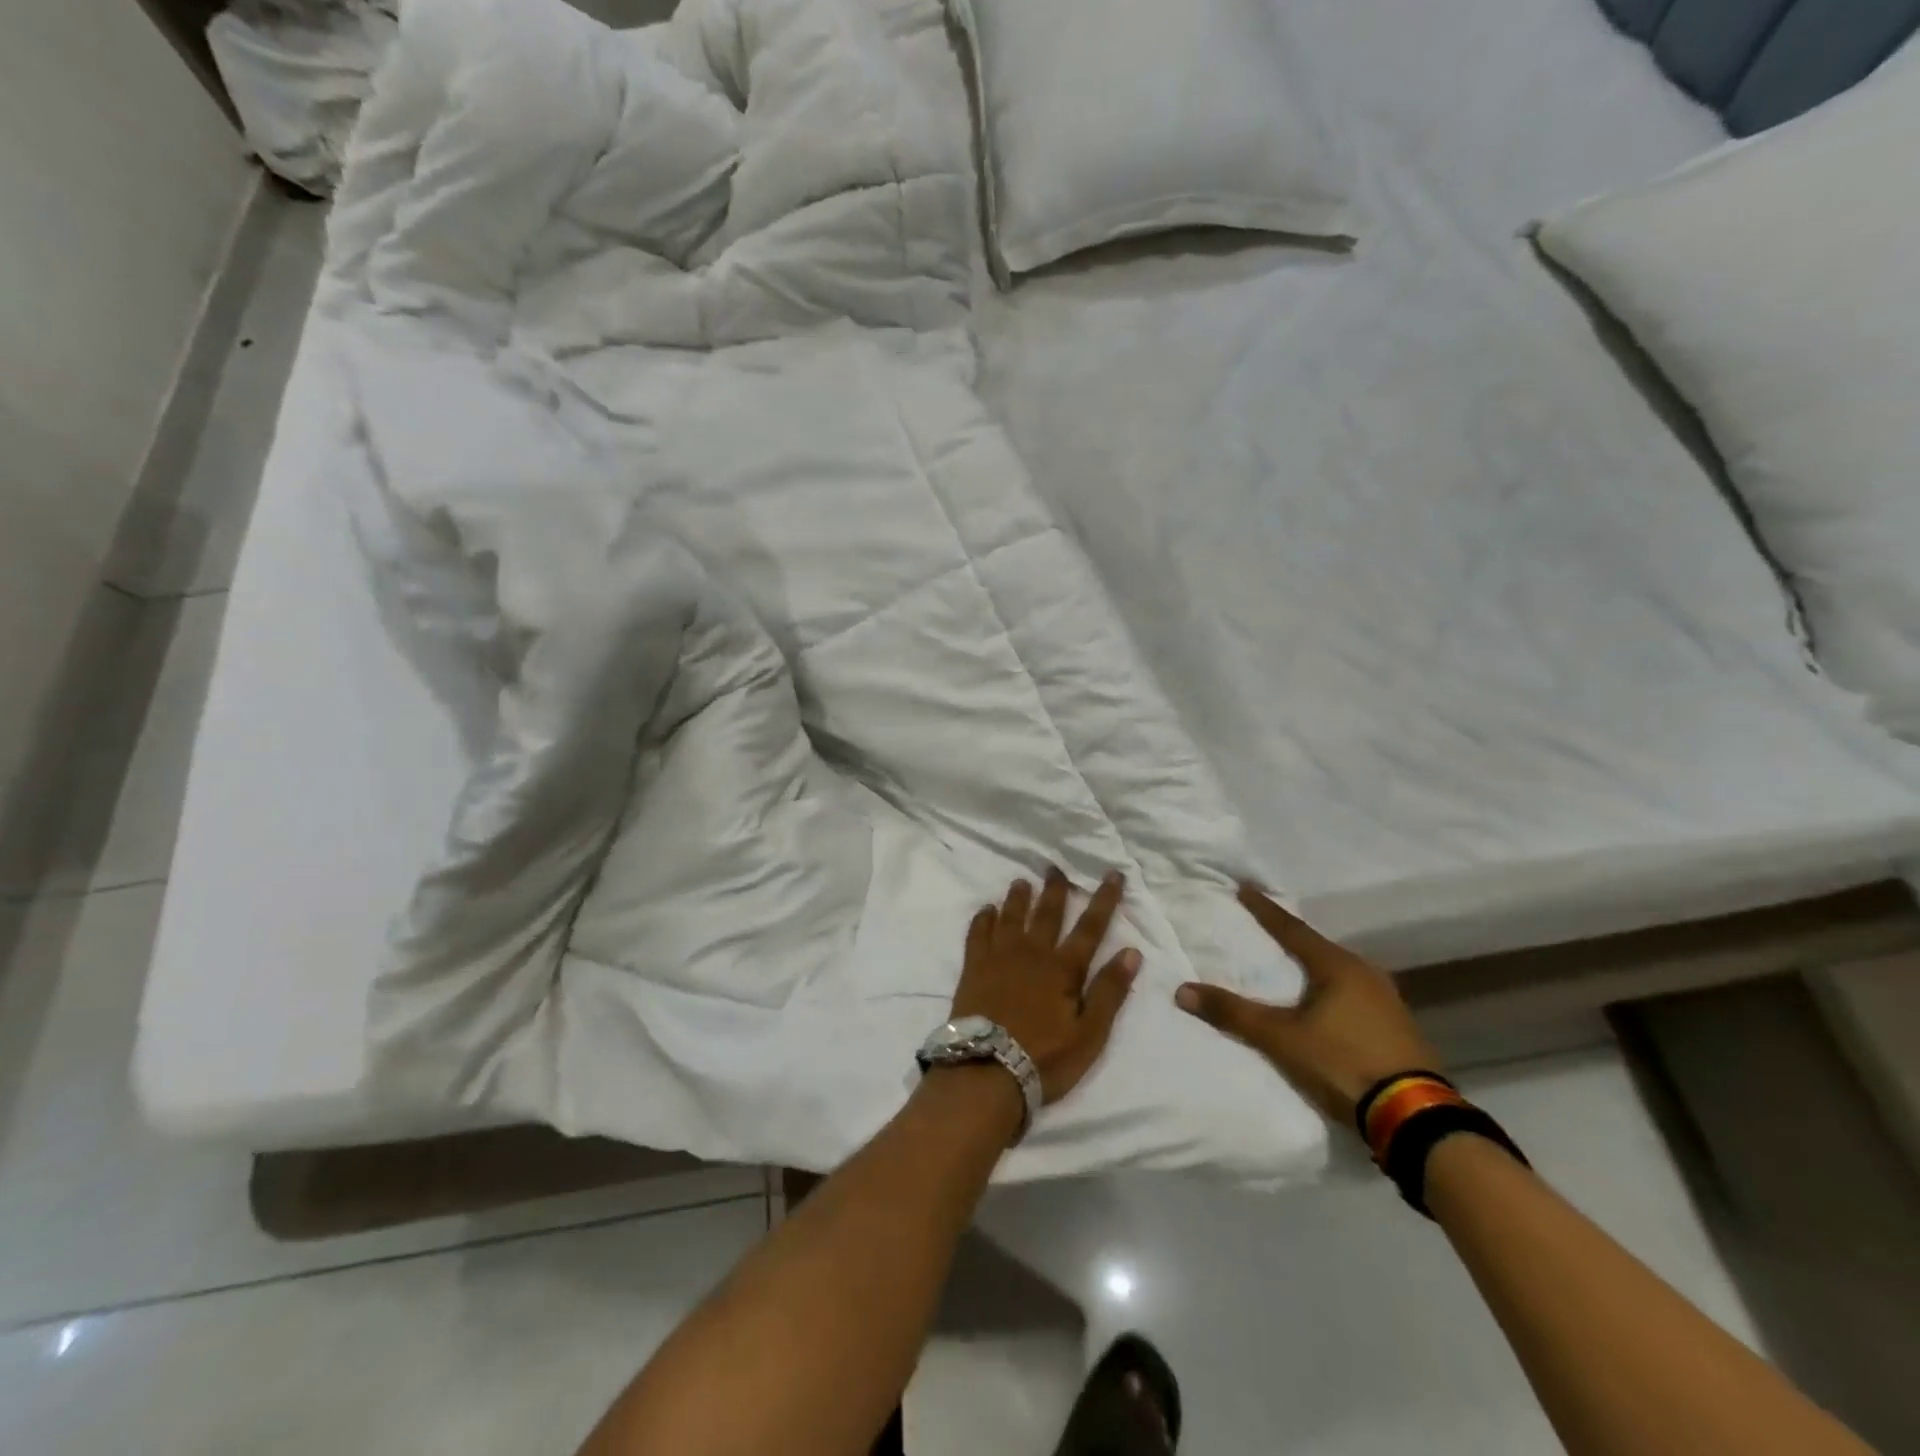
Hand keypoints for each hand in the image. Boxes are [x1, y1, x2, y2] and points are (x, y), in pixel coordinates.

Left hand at [951, 870, 1141, 1105]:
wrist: (987, 1071)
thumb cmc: (1045, 1058)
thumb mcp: (1090, 1033)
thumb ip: (1110, 991)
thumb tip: (1131, 951)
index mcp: (1063, 969)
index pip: (1089, 928)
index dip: (1104, 900)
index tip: (1113, 874)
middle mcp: (1031, 954)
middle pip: (1046, 914)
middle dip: (1055, 890)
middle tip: (1055, 867)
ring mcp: (999, 958)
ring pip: (1010, 918)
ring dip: (1018, 898)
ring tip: (1021, 881)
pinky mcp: (974, 969)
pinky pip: (978, 934)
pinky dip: (983, 919)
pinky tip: (986, 910)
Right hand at [1175, 884, 1442, 1129]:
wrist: (1414, 1117)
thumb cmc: (1343, 1063)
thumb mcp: (1281, 1039)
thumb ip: (1233, 1014)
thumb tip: (1182, 991)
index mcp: (1338, 966)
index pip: (1292, 929)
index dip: (1265, 910)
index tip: (1245, 888)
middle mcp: (1366, 974)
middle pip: (1319, 948)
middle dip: (1292, 939)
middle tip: (1267, 930)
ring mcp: (1388, 1001)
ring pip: (1340, 973)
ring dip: (1315, 967)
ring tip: (1294, 967)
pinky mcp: (1398, 1028)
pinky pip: (1355, 995)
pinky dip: (1333, 992)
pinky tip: (1326, 1004)